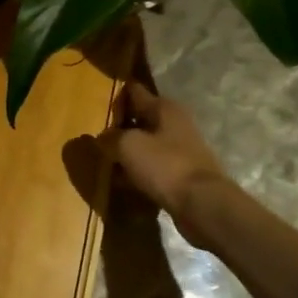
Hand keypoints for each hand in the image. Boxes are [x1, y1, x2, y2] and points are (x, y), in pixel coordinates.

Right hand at [97, 83, 232, 241]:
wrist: (203, 205)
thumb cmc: (164, 165)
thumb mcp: (127, 145)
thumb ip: (110, 137)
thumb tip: (101, 138)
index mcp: (164, 108)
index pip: (134, 92)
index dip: (116, 94)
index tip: (97, 98)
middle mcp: (175, 123)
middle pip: (141, 118)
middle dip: (120, 125)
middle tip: (95, 133)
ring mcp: (181, 150)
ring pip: (146, 144)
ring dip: (128, 150)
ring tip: (104, 159)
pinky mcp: (182, 174)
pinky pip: (153, 167)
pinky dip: (138, 171)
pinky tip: (121, 180)